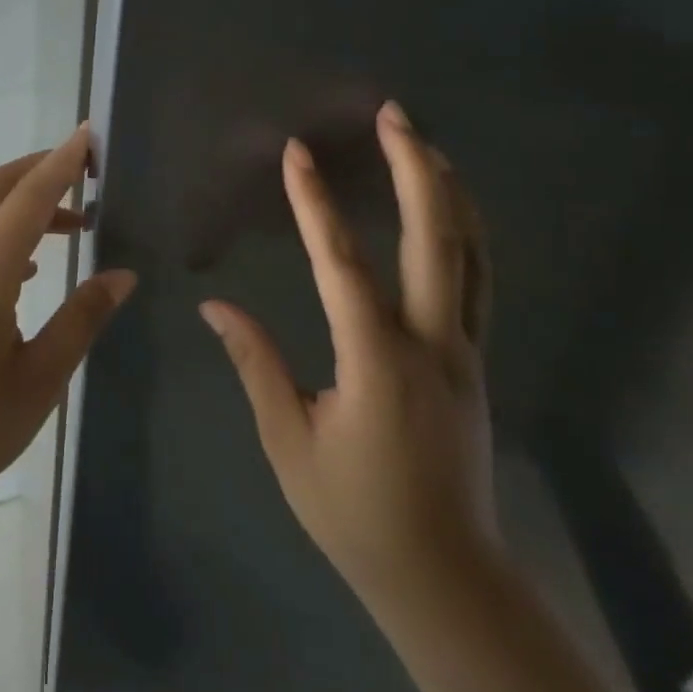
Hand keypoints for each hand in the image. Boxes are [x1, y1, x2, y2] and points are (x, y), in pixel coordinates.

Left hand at [0, 125, 137, 524]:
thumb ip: (81, 320)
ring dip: (22, 205)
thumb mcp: (39, 380)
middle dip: (39, 169)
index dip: (62, 163)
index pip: (29, 197)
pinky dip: (2, 235)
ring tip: (71, 225)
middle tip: (86, 171)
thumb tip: (121, 275)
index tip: (89, 134)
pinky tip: (30, 272)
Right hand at [200, 101, 497, 623]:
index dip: (316, 204)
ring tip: (426, 144)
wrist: (444, 575)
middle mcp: (431, 344)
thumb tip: (215, 306)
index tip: (298, 154)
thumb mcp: (289, 441)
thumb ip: (256, 364)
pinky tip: (452, 211)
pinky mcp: (476, 362)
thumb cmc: (354, 511)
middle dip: (415, 169)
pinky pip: (477, 281)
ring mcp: (464, 351)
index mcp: (377, 363)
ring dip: (449, 192)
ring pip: (470, 254)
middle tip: (396, 116)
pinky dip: (467, 234)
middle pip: (435, 239)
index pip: (343, 265)